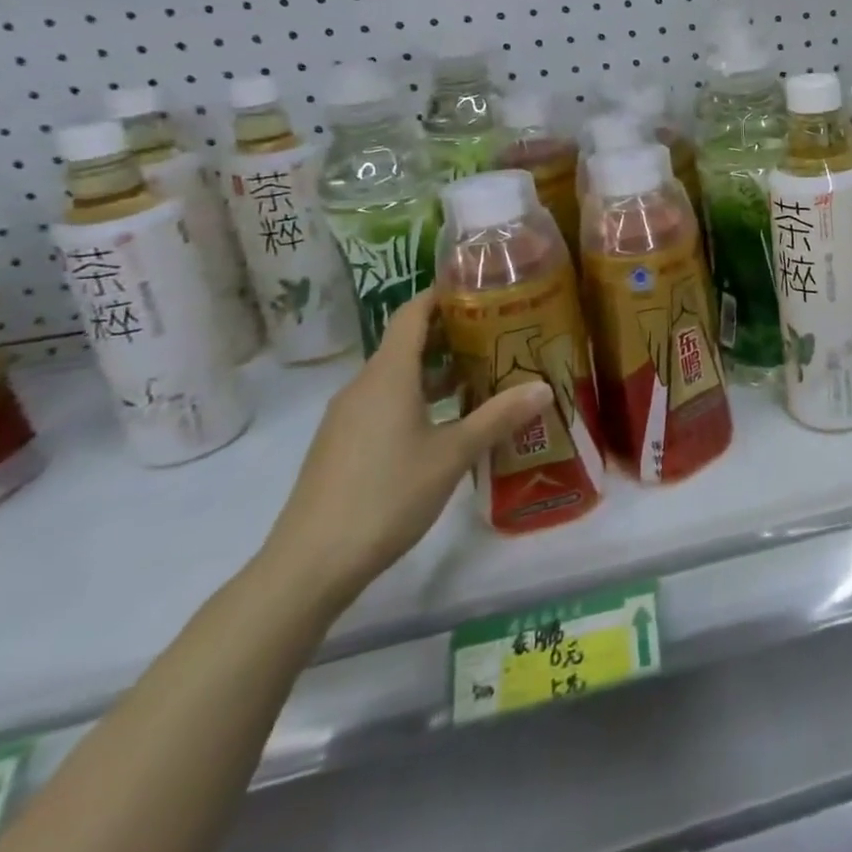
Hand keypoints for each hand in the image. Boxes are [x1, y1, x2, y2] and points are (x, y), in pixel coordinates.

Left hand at [260, 290, 554, 605]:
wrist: (308, 566)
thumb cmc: (385, 495)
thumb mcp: (452, 454)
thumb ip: (498, 417)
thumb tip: (543, 387)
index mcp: (387, 375)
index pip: (413, 313)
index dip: (443, 293)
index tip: (480, 285)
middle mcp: (364, 386)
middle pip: (408, 342)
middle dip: (452, 332)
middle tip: (500, 330)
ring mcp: (349, 418)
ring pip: (398, 376)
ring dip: (438, 369)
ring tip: (484, 372)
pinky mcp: (343, 445)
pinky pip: (386, 402)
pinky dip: (419, 396)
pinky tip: (449, 420)